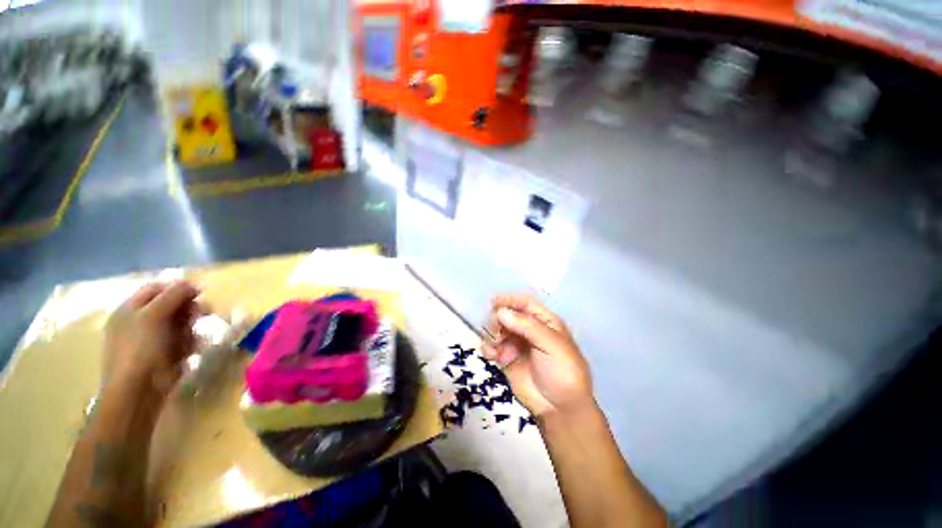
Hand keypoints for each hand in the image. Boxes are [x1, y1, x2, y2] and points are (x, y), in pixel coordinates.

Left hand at [103, 281, 201, 396]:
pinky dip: (190, 344)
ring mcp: (153, 339)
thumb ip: (173, 295)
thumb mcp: (154, 315)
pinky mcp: (165, 354)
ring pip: (182, 324)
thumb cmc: (140, 348)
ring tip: (193, 339)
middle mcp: (141, 321)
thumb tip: (193, 283)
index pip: (157, 288)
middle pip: (172, 305)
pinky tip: (189, 352)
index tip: (199, 294)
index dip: (178, 288)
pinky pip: (184, 341)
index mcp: (131, 309)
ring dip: (191, 328)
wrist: (138, 390)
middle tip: (202, 315)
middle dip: (189, 310)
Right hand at [482, 294, 593, 417]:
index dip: (510, 299)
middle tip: (496, 332)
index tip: (494, 301)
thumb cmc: (563, 371)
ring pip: (496, 329)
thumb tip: (501, 312)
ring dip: (491, 334)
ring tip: (495, 348)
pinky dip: (488, 348)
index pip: (525, 303)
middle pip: (507, 314)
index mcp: (544, 322)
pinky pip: (491, 346)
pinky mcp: (505, 358)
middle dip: (498, 320)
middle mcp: (528, 329)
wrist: (559, 408)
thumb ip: (527, 326)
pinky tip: (492, 356)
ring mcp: (515, 344)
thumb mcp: (551, 345)